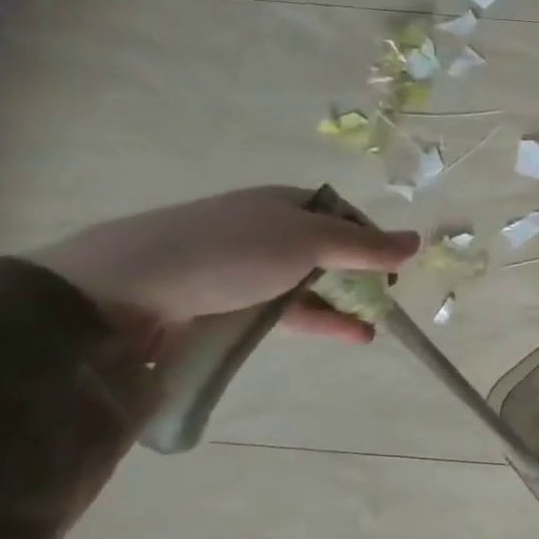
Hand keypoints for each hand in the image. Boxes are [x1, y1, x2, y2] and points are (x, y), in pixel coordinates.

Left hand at [30, 187, 419, 344]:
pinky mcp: (224, 304)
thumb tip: (418, 241)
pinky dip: (317, 321)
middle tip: (386, 297)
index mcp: (283, 203)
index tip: (395, 265)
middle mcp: (265, 229)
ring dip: (343, 303)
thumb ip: (367, 246)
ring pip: (307, 283)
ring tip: (372, 328)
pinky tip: (345, 335)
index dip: (373, 237)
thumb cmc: (229, 251)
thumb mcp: (310, 242)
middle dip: (361, 273)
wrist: (120, 290)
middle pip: (327, 250)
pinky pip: (284, 310)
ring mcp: (242, 268)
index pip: (343, 215)